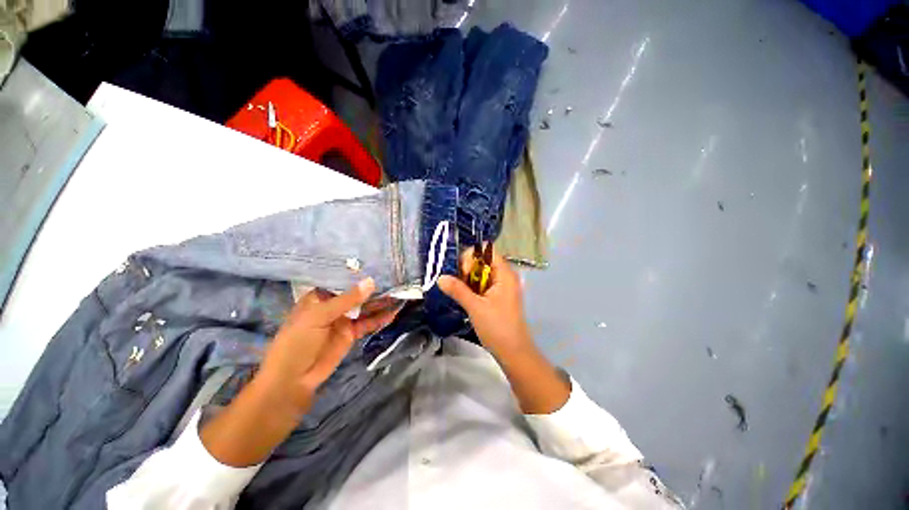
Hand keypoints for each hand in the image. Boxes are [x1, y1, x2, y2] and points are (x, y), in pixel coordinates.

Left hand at [257, 278, 399, 417]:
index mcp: (321, 296)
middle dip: (375, 289)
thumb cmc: (298, 341)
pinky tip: (393, 313)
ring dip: (381, 303)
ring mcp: (344, 319)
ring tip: (399, 295)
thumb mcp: (319, 316)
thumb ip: (347, 299)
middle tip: (396, 281)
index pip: (344, 281)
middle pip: (357, 294)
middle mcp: (334, 305)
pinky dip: (380, 318)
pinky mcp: (351, 333)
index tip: (380, 266)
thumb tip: (371, 281)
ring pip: (365, 308)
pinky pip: (368, 323)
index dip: (360, 275)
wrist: (293, 378)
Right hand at [437, 249, 533, 359]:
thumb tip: (440, 277)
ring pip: (481, 274)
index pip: (487, 251)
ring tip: (459, 291)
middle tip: (458, 284)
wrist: (513, 353)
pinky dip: (473, 288)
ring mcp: (502, 287)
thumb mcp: (475, 307)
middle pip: (483, 261)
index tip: (463, 273)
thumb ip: (457, 290)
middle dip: (468, 269)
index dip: (472, 257)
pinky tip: (465, 297)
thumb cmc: (497, 327)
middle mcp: (505, 276)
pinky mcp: (498, 297)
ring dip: (468, 280)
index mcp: (505, 274)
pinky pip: (483, 285)